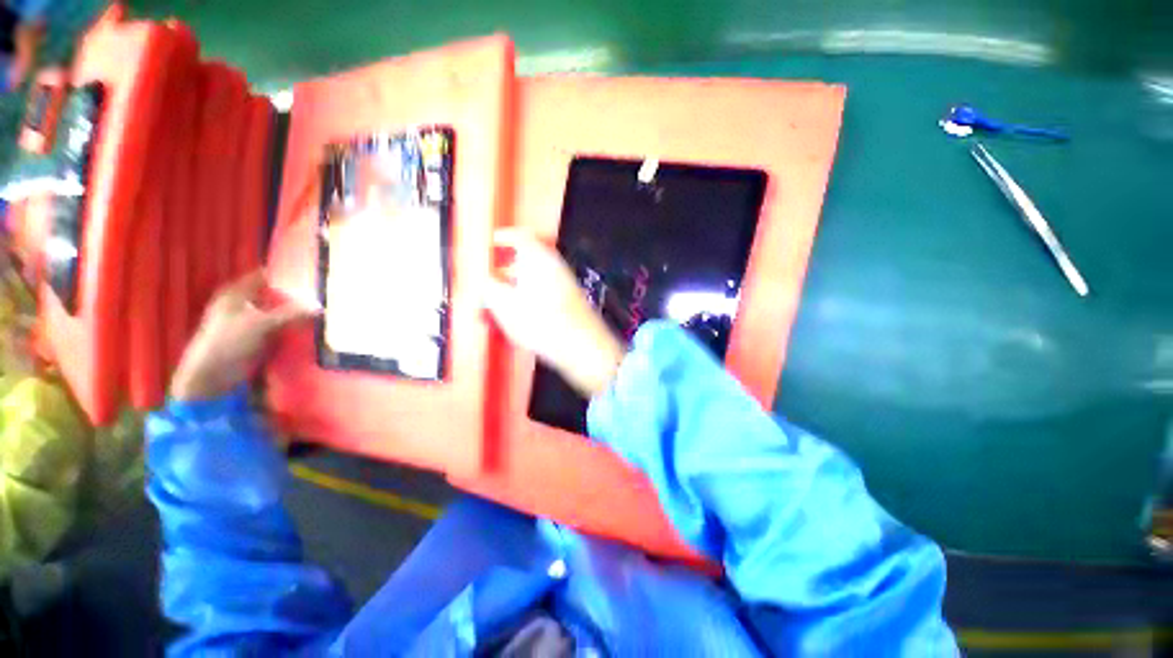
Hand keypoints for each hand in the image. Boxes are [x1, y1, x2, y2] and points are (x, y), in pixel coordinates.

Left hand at [170, 271, 315, 401]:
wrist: (212, 376)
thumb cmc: (227, 342)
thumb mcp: (261, 324)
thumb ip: (291, 314)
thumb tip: (320, 308)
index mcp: (236, 292)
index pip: (265, 276)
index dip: (286, 275)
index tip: (312, 276)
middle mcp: (244, 304)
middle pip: (275, 295)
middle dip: (297, 296)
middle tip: (323, 295)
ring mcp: (251, 322)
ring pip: (280, 312)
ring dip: (297, 314)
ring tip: (322, 312)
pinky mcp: (258, 338)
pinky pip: (282, 328)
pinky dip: (294, 328)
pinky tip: (310, 329)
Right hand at [482, 229, 623, 397]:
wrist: (584, 348)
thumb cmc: (541, 322)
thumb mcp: (505, 306)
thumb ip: (488, 288)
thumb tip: (482, 280)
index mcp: (539, 259)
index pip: (520, 236)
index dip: (502, 238)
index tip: (488, 246)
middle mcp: (554, 267)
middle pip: (525, 260)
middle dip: (503, 271)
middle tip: (487, 284)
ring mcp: (564, 285)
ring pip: (533, 280)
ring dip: (513, 289)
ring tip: (497, 307)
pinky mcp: (569, 303)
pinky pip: (543, 294)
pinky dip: (527, 300)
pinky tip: (517, 319)